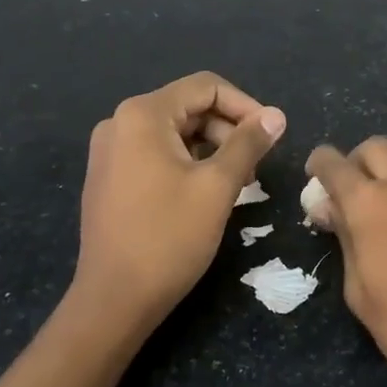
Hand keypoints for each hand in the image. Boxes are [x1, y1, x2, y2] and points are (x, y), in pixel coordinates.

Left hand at [73, 72, 284, 327]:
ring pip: (176, 132)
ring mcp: (110, 151)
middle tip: (256, 166)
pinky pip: (157, 153)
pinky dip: (188, 163)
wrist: (114, 300)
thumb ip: (249, 143)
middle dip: (229, 130)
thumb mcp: (218, 186)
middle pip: (190, 107)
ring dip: (213, 148)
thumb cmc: (169, 237)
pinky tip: (208, 193)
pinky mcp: (109, 177)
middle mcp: (120, 123)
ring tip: (238, 183)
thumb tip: (276, 115)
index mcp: (143, 115)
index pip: (206, 87)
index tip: (272, 136)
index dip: (246, 106)